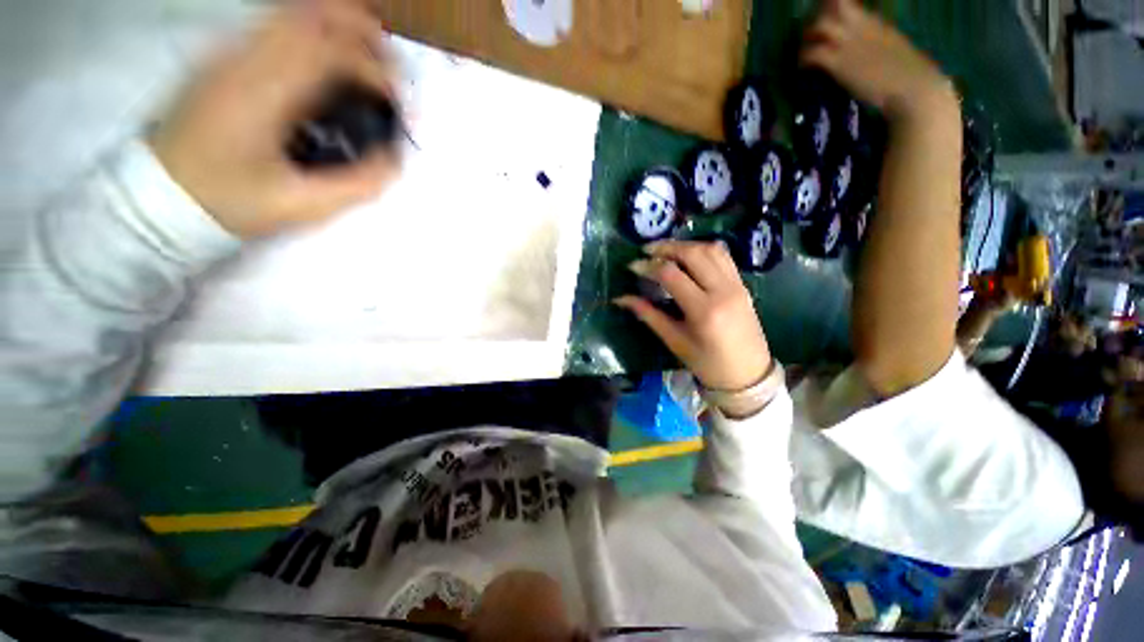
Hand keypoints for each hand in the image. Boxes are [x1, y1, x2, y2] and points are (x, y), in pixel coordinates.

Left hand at [150, 0, 400, 238]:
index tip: (401, 105)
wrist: (160, 194)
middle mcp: (247, 56)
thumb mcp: (302, 204)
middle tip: (392, 69)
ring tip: (367, 61)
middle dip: (365, 35)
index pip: (334, 53)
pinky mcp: (226, 56)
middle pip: (315, 14)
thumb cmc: (230, 201)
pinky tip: (328, 62)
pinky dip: (314, 33)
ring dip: (340, 28)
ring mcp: (232, 50)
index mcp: (264, 91)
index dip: (378, 73)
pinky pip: (277, 24)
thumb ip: (358, 183)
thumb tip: (395, 159)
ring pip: (296, 11)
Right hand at [615, 241, 772, 391]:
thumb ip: (648, 315)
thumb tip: (621, 299)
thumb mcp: (674, 341)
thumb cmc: (707, 364)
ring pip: (710, 250)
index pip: (671, 275)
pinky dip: (703, 250)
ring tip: (665, 251)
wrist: (748, 375)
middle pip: (692, 254)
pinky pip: (723, 257)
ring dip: (685, 245)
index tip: (633, 266)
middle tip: (646, 251)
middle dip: (666, 248)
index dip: (648, 266)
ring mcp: (737, 285)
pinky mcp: (743, 284)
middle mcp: (723, 291)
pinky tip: (688, 256)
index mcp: (703, 310)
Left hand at [801, 0, 955, 122]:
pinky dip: (804, 58)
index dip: (833, 5)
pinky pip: (813, 53)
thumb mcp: (889, 44)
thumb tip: (864, 42)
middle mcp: (859, 25)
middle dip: (817, 17)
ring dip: (808, 38)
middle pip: (832, 7)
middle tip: (811, 34)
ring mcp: (848, 43)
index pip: (846, 2)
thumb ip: (873, 38)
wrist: (910, 85)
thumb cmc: (904, 70)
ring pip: (820, 26)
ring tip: (805, 51)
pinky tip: (803, 67)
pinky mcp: (838, 63)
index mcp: (873, 20)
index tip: (825, 13)